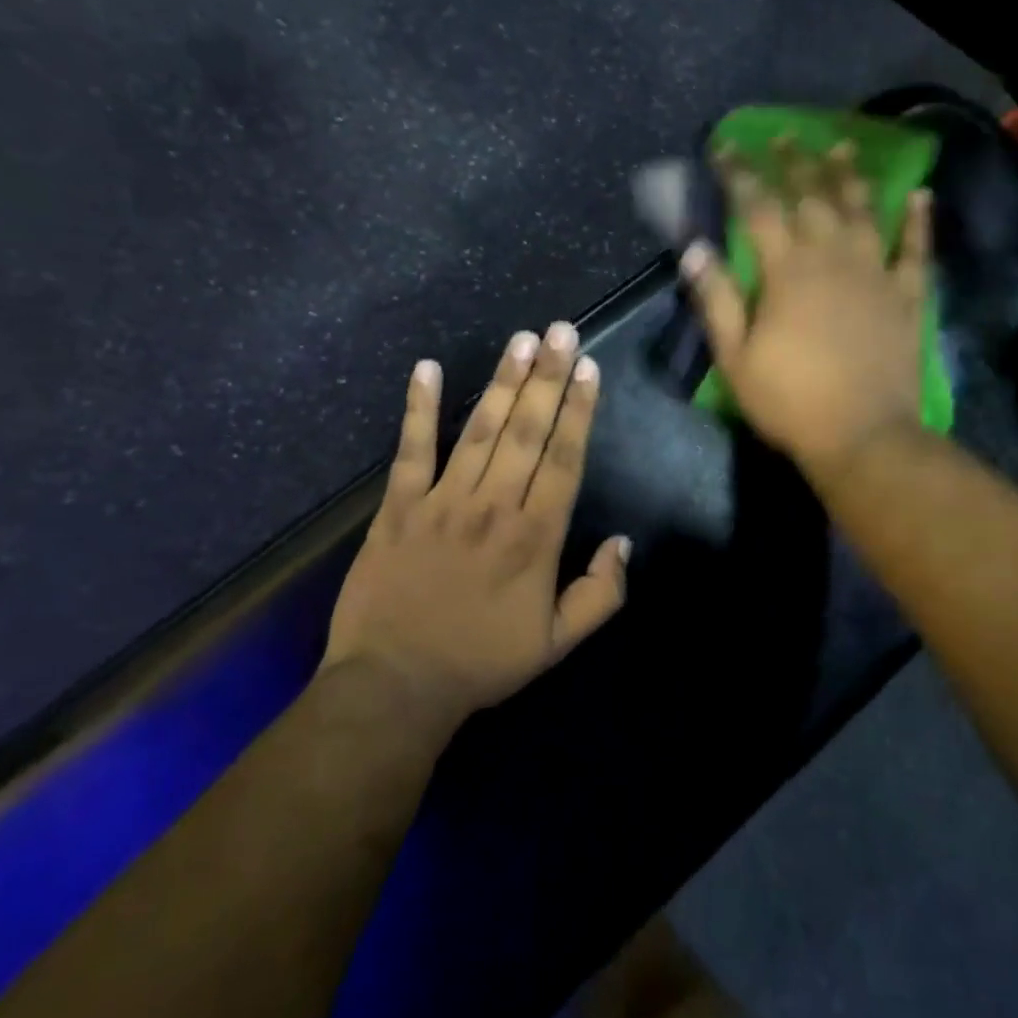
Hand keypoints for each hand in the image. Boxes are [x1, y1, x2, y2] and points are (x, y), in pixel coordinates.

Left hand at [322, 322, 630, 730]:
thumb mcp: (558, 644)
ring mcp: (442, 502)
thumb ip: (601, 594)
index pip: (564, 459)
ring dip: (502, 382)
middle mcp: (493, 506)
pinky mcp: (397, 508)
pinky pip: (411, 451)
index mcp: (535, 537)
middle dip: (547, 377)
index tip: (588, 368)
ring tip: (520, 340)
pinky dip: (418, 410)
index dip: (578, 411)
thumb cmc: (482, 662)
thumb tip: (623, 543)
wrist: (394, 687)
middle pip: (527, 432)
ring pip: (480, 431)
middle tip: (560, 330)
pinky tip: (425, 369)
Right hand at [681, 143, 931, 477]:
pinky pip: (914, 250)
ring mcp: (874, 274)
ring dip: (849, 177)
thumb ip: (717, 300)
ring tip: (841, 147)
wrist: (863, 436)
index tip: (724, 147)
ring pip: (862, 212)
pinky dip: (918, 222)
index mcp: (787, 271)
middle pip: (811, 198)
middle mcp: (832, 258)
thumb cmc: (790, 401)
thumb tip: (694, 249)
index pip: (758, 208)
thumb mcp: (736, 358)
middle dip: (793, 163)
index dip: (739, 175)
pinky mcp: (906, 297)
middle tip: (783, 135)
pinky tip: (921, 195)